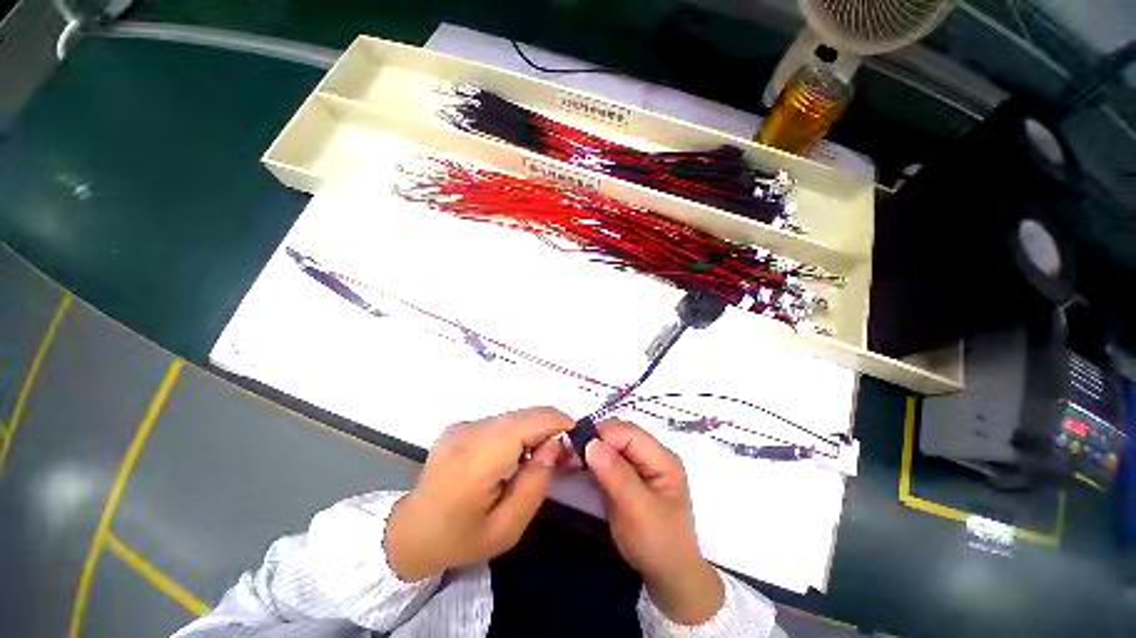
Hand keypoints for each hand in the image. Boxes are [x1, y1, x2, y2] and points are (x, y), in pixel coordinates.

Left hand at [384, 407, 573, 580]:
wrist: (410, 532)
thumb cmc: (459, 539)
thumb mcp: (506, 528)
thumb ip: (535, 484)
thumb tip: (553, 445)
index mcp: (475, 461)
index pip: (524, 424)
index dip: (555, 421)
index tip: (576, 434)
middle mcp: (467, 433)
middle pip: (522, 416)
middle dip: (549, 426)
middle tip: (563, 451)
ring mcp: (461, 426)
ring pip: (513, 416)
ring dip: (534, 428)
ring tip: (542, 455)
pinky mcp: (461, 425)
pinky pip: (500, 421)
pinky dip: (518, 431)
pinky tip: (518, 454)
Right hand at [586, 420, 723, 624]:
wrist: (668, 578)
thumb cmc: (657, 544)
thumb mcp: (638, 510)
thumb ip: (616, 475)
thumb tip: (591, 443)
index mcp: (662, 458)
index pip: (629, 433)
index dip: (602, 435)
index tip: (575, 447)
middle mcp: (651, 455)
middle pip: (619, 434)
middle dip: (594, 439)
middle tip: (568, 453)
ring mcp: (639, 465)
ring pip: (611, 444)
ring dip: (590, 448)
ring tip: (569, 458)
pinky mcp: (627, 476)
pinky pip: (607, 459)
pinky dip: (591, 459)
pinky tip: (577, 465)